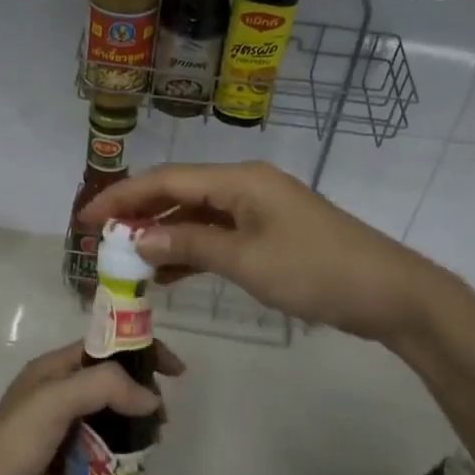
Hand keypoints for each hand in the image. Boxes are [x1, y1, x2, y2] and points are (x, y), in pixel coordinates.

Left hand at [0, 339, 186, 474]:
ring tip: (154, 442)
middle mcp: (57, 392)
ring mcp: (59, 427)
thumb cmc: (15, 444)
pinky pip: (101, 446)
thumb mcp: (56, 401)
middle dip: (142, 392)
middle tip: (163, 418)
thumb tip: (150, 399)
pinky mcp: (62, 459)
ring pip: (108, 415)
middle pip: (111, 381)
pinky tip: (135, 464)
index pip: (106, 346)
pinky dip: (121, 449)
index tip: (176, 372)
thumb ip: (104, 387)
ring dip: (134, 423)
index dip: (142, 352)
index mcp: (53, 369)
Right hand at [78, 161, 435, 341]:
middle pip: (178, 194)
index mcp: (239, 181)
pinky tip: (165, 274)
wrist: (389, 293)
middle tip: (99, 240)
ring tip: (124, 261)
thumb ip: (189, 246)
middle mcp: (244, 186)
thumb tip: (136, 239)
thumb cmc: (315, 271)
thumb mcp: (246, 260)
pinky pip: (217, 237)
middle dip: (137, 215)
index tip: (85, 219)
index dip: (122, 197)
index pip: (167, 181)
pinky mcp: (268, 235)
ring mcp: (258, 211)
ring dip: (161, 237)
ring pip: (196, 217)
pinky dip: (190, 252)